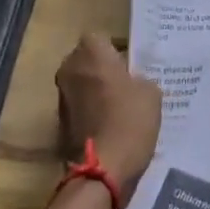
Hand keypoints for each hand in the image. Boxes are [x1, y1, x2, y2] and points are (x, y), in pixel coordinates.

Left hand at [56, 32, 160, 189]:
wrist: (102, 171)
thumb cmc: (129, 120)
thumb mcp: (150, 92)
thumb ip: (140, 78)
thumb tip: (132, 81)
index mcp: (91, 52)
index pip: (100, 38)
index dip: (115, 49)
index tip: (130, 64)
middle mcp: (69, 69)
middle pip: (86, 60)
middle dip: (101, 68)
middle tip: (126, 83)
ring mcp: (61, 98)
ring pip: (81, 84)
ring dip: (94, 91)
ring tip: (119, 108)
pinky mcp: (59, 124)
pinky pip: (78, 109)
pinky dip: (90, 113)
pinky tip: (110, 127)